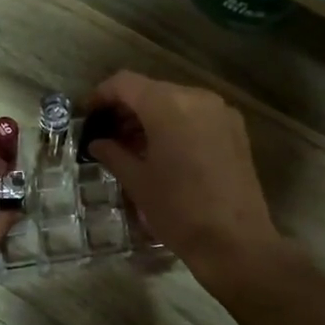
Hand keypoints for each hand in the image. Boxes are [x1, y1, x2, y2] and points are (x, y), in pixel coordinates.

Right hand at [83, 72, 287, 283]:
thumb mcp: (137, 182)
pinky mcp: (235, 130)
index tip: (88, 114)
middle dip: (127, 108)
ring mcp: (221, 112)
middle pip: (152, 90)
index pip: (125, 83)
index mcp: (168, 105)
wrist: (235, 241)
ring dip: (151, 117)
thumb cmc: (178, 210)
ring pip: (175, 102)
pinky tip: (164, 152)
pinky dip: (175, 124)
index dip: (102, 94)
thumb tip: (97, 143)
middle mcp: (197, 98)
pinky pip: (197, 115)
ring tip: (133, 147)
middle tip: (108, 135)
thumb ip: (113, 154)